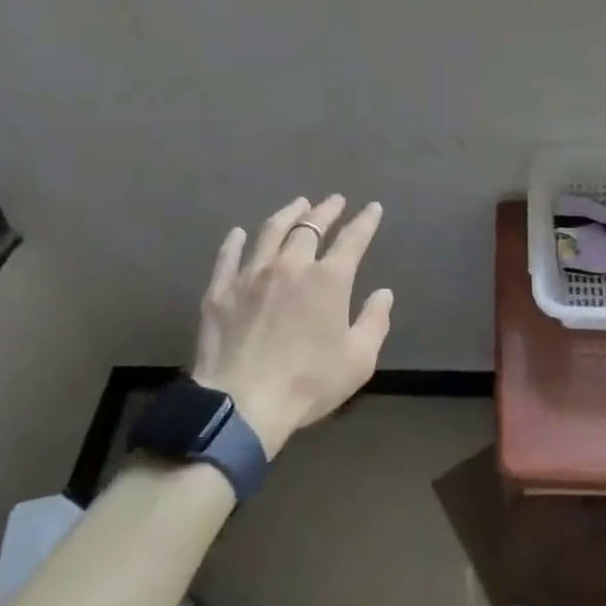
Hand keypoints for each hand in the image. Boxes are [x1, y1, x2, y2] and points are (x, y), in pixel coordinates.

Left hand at [191, 196, 393, 456]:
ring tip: (298, 204)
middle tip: (335, 200)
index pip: (353, 239)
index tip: (372, 208)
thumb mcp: (357, 360)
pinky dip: (235, 241)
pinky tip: (238, 233)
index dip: (365, 221)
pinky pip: (228, 256)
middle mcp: (291, 265)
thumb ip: (374, 322)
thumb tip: (384, 293)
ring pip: (271, 232)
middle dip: (326, 210)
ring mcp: (252, 274)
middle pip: (310, 227)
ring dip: (288, 214)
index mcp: (329, 279)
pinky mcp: (221, 290)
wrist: (241, 405)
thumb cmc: (307, 384)